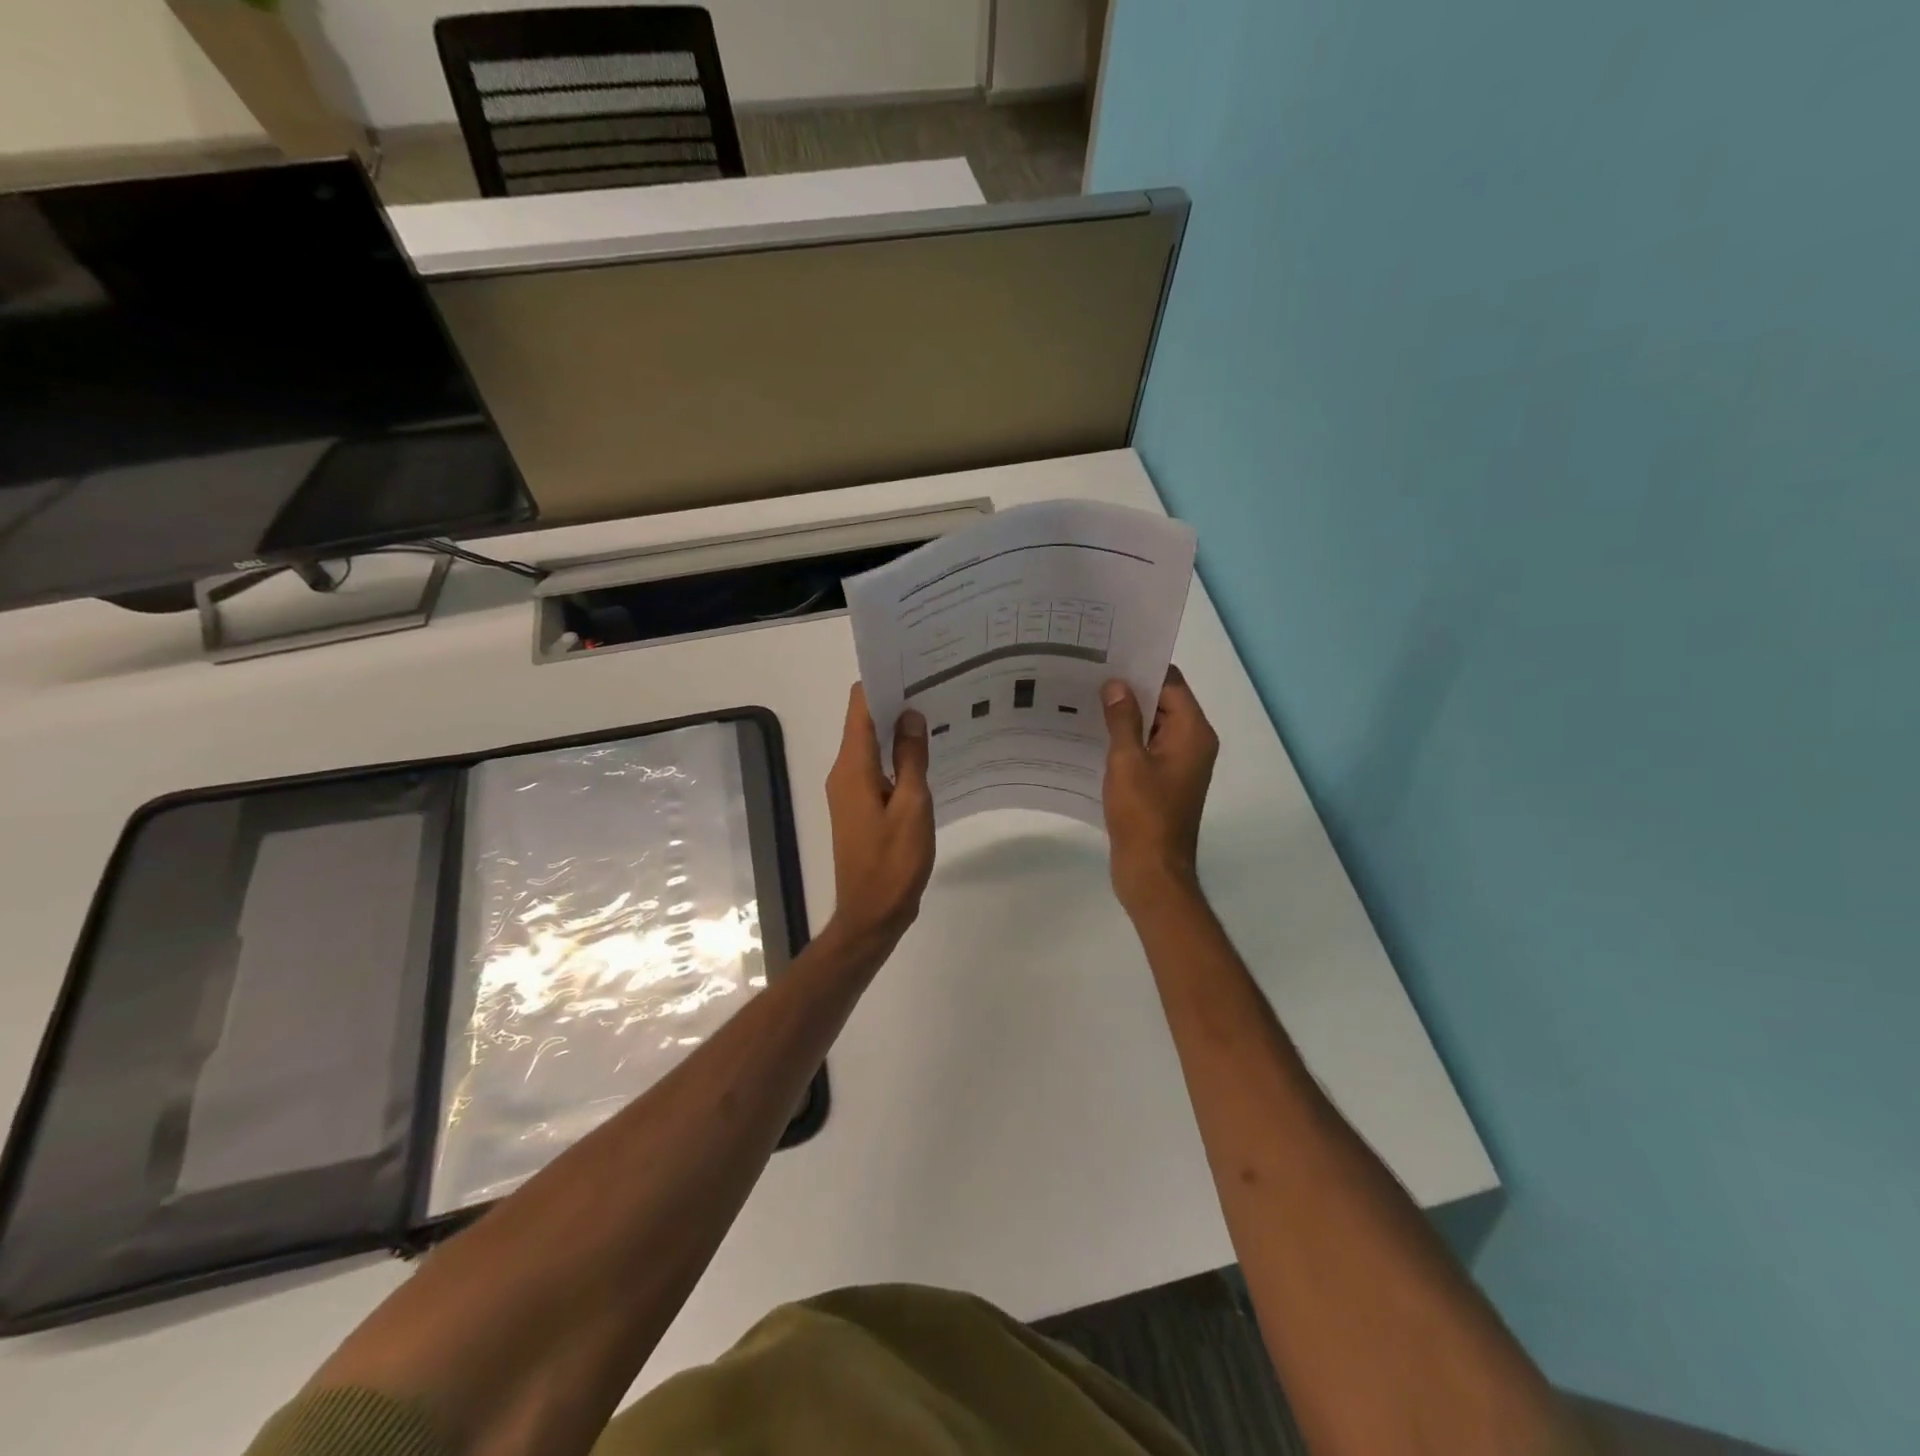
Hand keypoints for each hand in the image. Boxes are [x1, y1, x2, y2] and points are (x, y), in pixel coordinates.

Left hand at [823, 683, 934, 950]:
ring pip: (872, 747)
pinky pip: (877, 770)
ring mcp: (850, 792)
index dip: (883, 682)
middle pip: (865, 723)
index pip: (859, 707)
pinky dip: (897, 758)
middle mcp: (844, 773)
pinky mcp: (860, 808)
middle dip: (895, 703)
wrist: (872, 914)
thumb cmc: (893, 861)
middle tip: (936, 687)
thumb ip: (911, 758)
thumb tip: (910, 714)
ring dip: (898, 731)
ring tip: (936, 714)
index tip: (914, 667)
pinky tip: (927, 757)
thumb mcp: (912, 806)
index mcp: (852, 767)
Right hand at [1101, 666, 1218, 913]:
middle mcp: (1193, 743)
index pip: (1171, 683)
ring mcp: (1179, 764)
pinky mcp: (1164, 782)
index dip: (1142, 667)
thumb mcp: (1127, 761)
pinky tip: (1093, 736)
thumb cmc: (1143, 814)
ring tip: (1085, 700)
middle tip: (1089, 674)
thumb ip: (1122, 719)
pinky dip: (1126, 740)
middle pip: (1163, 702)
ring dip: (1125, 716)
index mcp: (1193, 732)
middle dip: (1129, 689)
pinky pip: (1146, 749)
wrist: (1152, 871)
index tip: (1109, 655)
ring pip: (1152, 726)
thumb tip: (1116, 684)